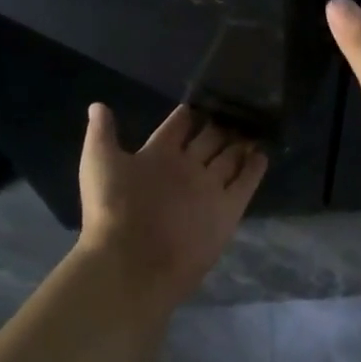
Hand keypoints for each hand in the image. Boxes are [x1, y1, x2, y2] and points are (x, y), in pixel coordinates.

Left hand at [77, 103, 267, 309]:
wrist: (131, 263)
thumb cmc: (113, 209)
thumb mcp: (100, 163)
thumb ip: (102, 133)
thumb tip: (97, 105)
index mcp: (157, 157)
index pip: (178, 127)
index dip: (189, 114)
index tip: (204, 98)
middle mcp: (185, 170)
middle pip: (209, 140)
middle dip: (221, 125)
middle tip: (240, 107)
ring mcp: (208, 189)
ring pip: (229, 158)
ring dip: (241, 143)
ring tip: (257, 125)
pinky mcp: (227, 209)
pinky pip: (245, 183)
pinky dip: (254, 168)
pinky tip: (263, 152)